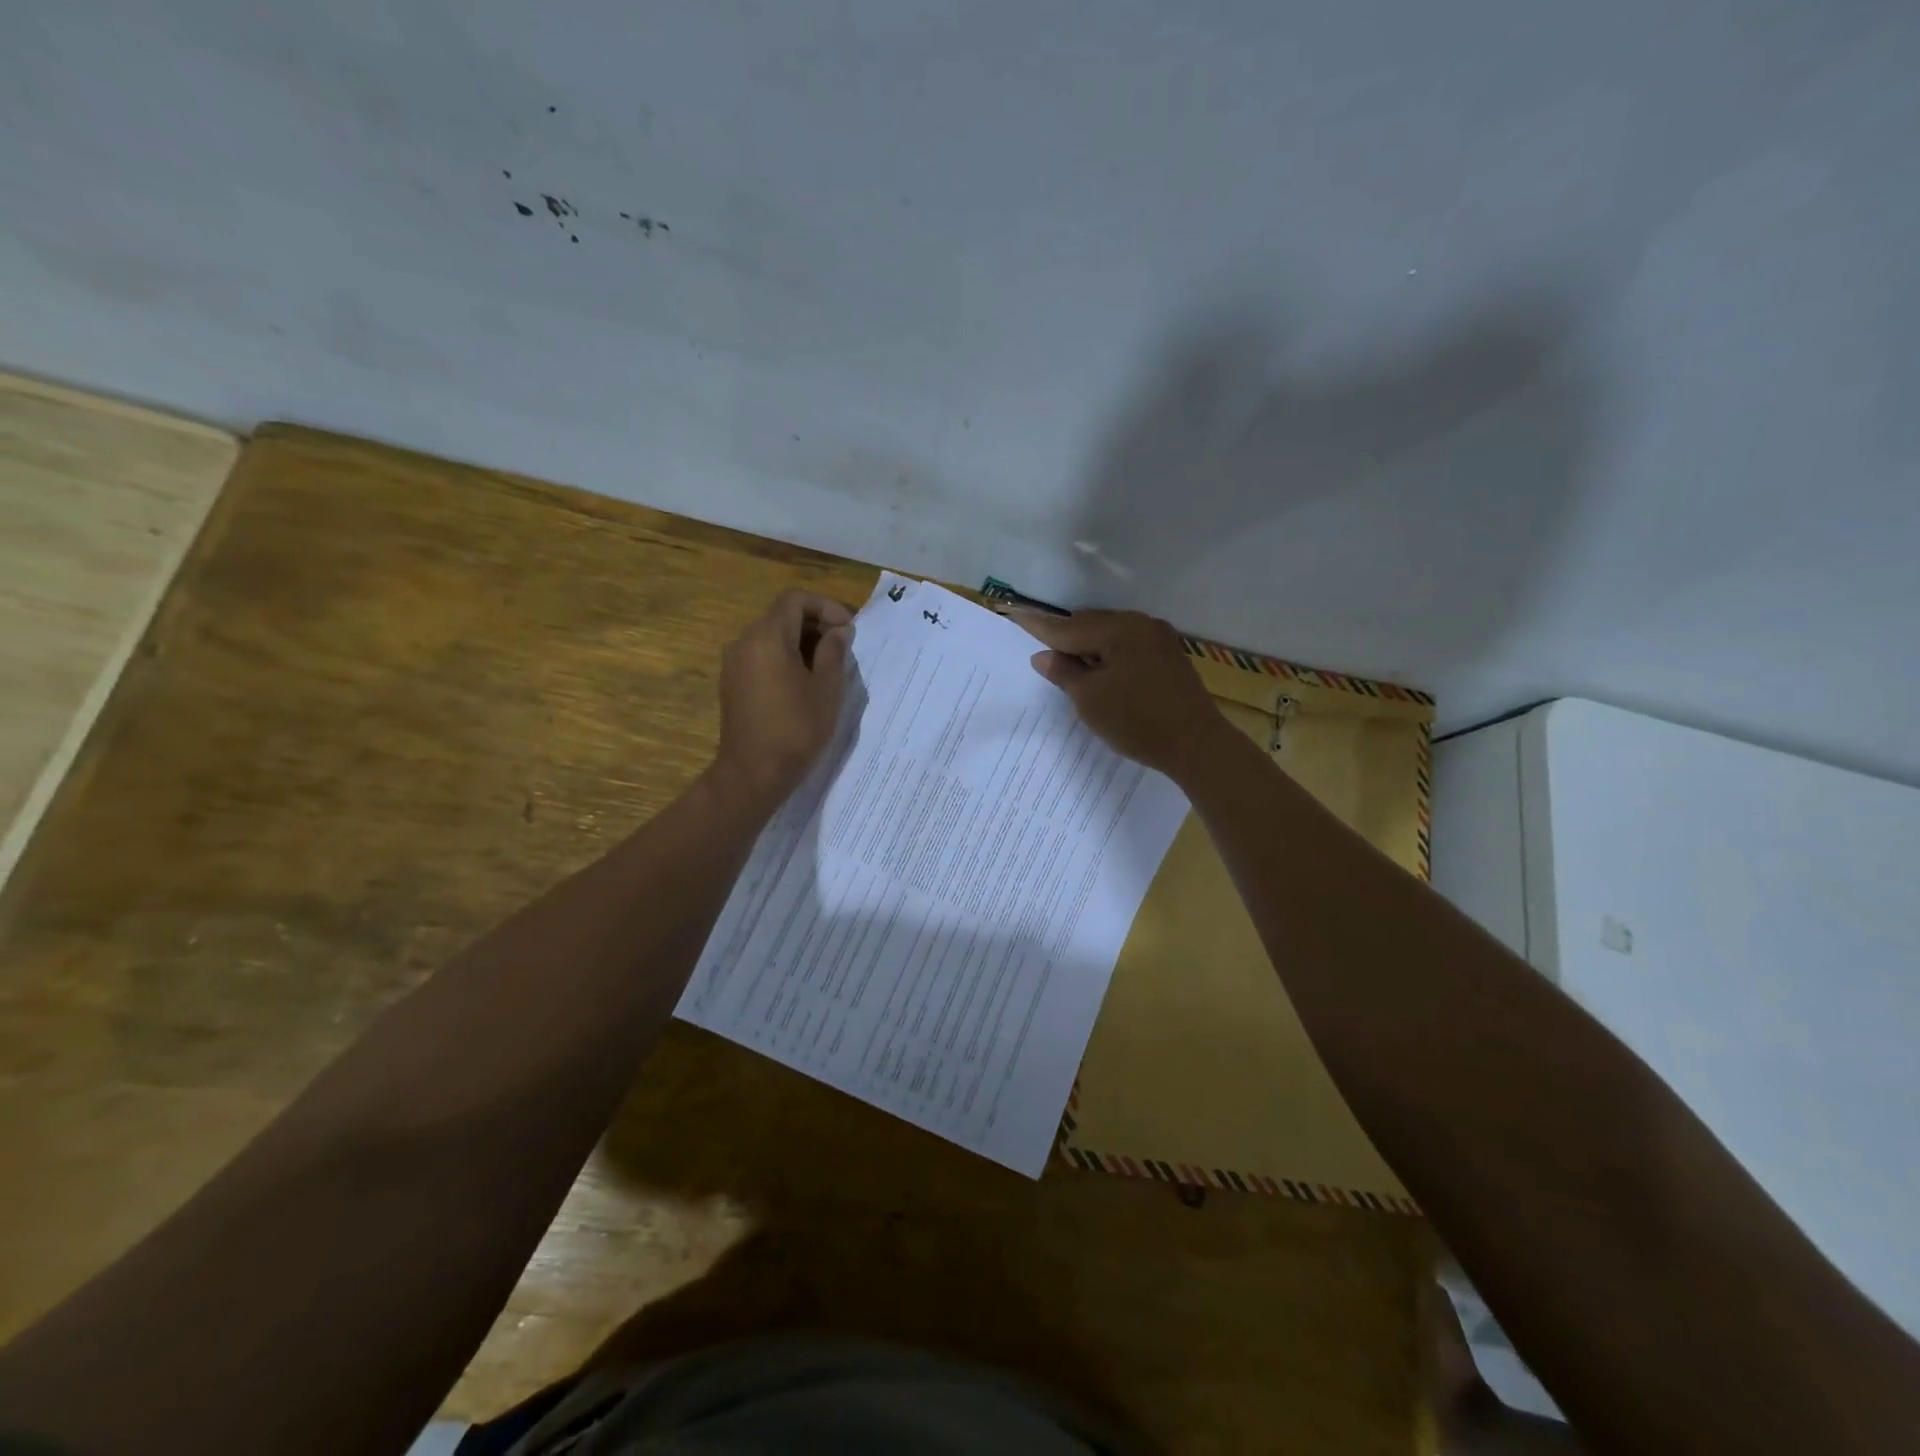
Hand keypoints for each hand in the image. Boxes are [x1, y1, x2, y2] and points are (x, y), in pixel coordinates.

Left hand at [713, 588, 854, 806]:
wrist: (753, 773)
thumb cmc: (796, 730)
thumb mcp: (826, 690)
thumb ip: (833, 653)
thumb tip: (838, 631)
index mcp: (768, 637)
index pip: (795, 599)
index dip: (825, 606)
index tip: (848, 628)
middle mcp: (745, 641)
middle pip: (782, 615)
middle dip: (815, 623)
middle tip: (844, 645)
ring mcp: (734, 662)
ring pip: (771, 636)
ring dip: (801, 641)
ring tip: (828, 665)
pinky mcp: (732, 682)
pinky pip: (761, 655)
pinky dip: (784, 656)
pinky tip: (804, 681)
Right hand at [1012, 608, 1228, 778]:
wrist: (1196, 744)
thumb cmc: (1136, 721)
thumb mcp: (1090, 699)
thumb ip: (1063, 672)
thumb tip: (1043, 655)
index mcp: (1118, 629)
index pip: (1067, 627)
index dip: (1038, 626)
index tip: (1012, 614)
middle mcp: (1140, 624)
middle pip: (1090, 625)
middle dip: (1065, 637)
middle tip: (1040, 650)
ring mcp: (1158, 638)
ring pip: (1110, 635)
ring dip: (1088, 647)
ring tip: (1068, 665)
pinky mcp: (1169, 656)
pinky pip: (1128, 646)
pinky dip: (1109, 655)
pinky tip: (1100, 671)